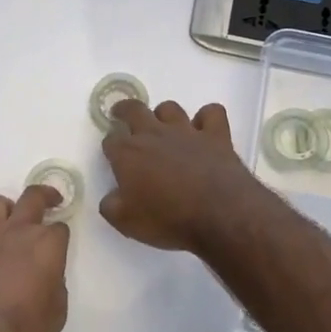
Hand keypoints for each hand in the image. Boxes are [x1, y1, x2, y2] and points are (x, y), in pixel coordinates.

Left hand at [0, 187, 70, 331]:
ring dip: (7, 209)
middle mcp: (18, 230)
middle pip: (32, 197)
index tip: (60, 242)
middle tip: (50, 199)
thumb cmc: (24, 329)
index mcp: (47, 244)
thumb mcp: (57, 310)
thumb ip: (55, 282)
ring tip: (10, 221)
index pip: (60, 227)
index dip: (61, 235)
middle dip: (44, 194)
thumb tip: (47, 273)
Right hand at [100, 99, 260, 252]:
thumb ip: (111, 206)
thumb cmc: (168, 219)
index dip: (111, 147)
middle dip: (125, 110)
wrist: (219, 215)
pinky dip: (207, 118)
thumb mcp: (126, 222)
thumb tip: (110, 198)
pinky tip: (205, 128)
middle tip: (122, 115)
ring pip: (170, 108)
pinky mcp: (216, 135)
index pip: (111, 141)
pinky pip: (212, 113)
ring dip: (164, 115)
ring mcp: (187, 131)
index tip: (113, 156)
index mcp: (128, 154)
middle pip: (134, 110)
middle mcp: (154, 134)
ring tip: (164, 126)